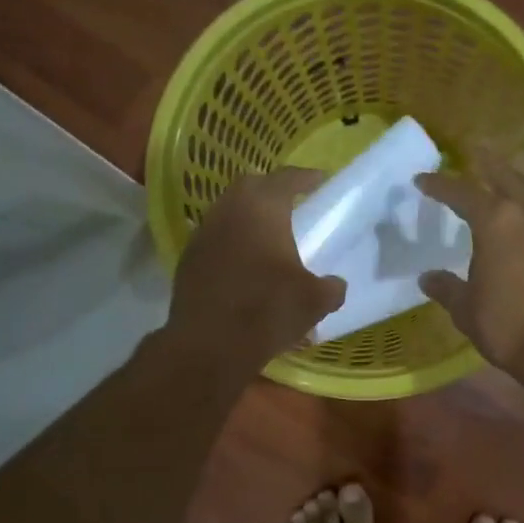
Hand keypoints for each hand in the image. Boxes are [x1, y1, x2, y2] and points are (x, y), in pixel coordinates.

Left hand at [166, 166, 346, 371]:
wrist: (210, 345)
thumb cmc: (268, 310)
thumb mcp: (315, 301)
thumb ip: (331, 287)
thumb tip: (335, 285)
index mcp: (263, 209)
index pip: (286, 178)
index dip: (305, 177)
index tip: (319, 180)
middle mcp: (228, 211)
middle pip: (250, 186)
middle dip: (271, 189)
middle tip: (292, 202)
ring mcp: (203, 235)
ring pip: (228, 211)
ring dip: (248, 215)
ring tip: (268, 232)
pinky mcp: (188, 260)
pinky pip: (215, 238)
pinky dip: (232, 240)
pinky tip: (244, 261)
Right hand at [415, 155, 523, 378]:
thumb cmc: (509, 326)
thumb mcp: (466, 309)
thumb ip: (447, 288)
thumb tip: (428, 277)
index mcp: (497, 222)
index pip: (462, 193)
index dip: (440, 185)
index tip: (422, 180)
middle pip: (508, 177)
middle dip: (489, 164)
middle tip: (476, 151)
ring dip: (519, 183)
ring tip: (507, 182)